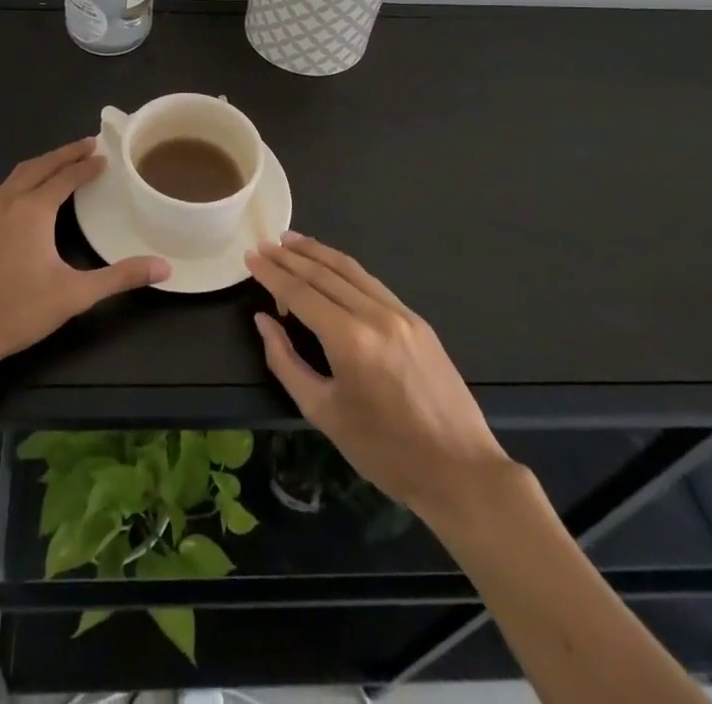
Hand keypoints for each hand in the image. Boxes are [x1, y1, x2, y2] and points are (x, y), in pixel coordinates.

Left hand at [0, 138, 167, 377]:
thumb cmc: (15, 311)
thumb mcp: (74, 295)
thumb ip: (119, 278)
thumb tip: (164, 268)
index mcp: (32, 209)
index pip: (65, 177)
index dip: (86, 165)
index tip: (104, 154)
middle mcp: (6, 202)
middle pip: (39, 166)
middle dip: (64, 153)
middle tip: (87, 144)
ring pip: (15, 177)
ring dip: (40, 166)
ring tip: (58, 164)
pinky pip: (0, 194)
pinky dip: (20, 183)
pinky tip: (23, 200)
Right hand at [246, 233, 507, 519]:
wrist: (461, 471)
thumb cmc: (385, 451)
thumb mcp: (324, 413)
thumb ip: (286, 362)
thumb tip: (264, 321)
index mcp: (349, 339)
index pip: (300, 292)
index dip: (272, 273)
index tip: (250, 257)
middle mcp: (375, 314)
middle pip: (324, 272)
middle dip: (291, 256)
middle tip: (265, 244)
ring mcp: (401, 313)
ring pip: (350, 270)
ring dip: (318, 252)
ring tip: (291, 241)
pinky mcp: (417, 320)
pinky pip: (371, 283)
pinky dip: (344, 268)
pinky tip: (331, 266)